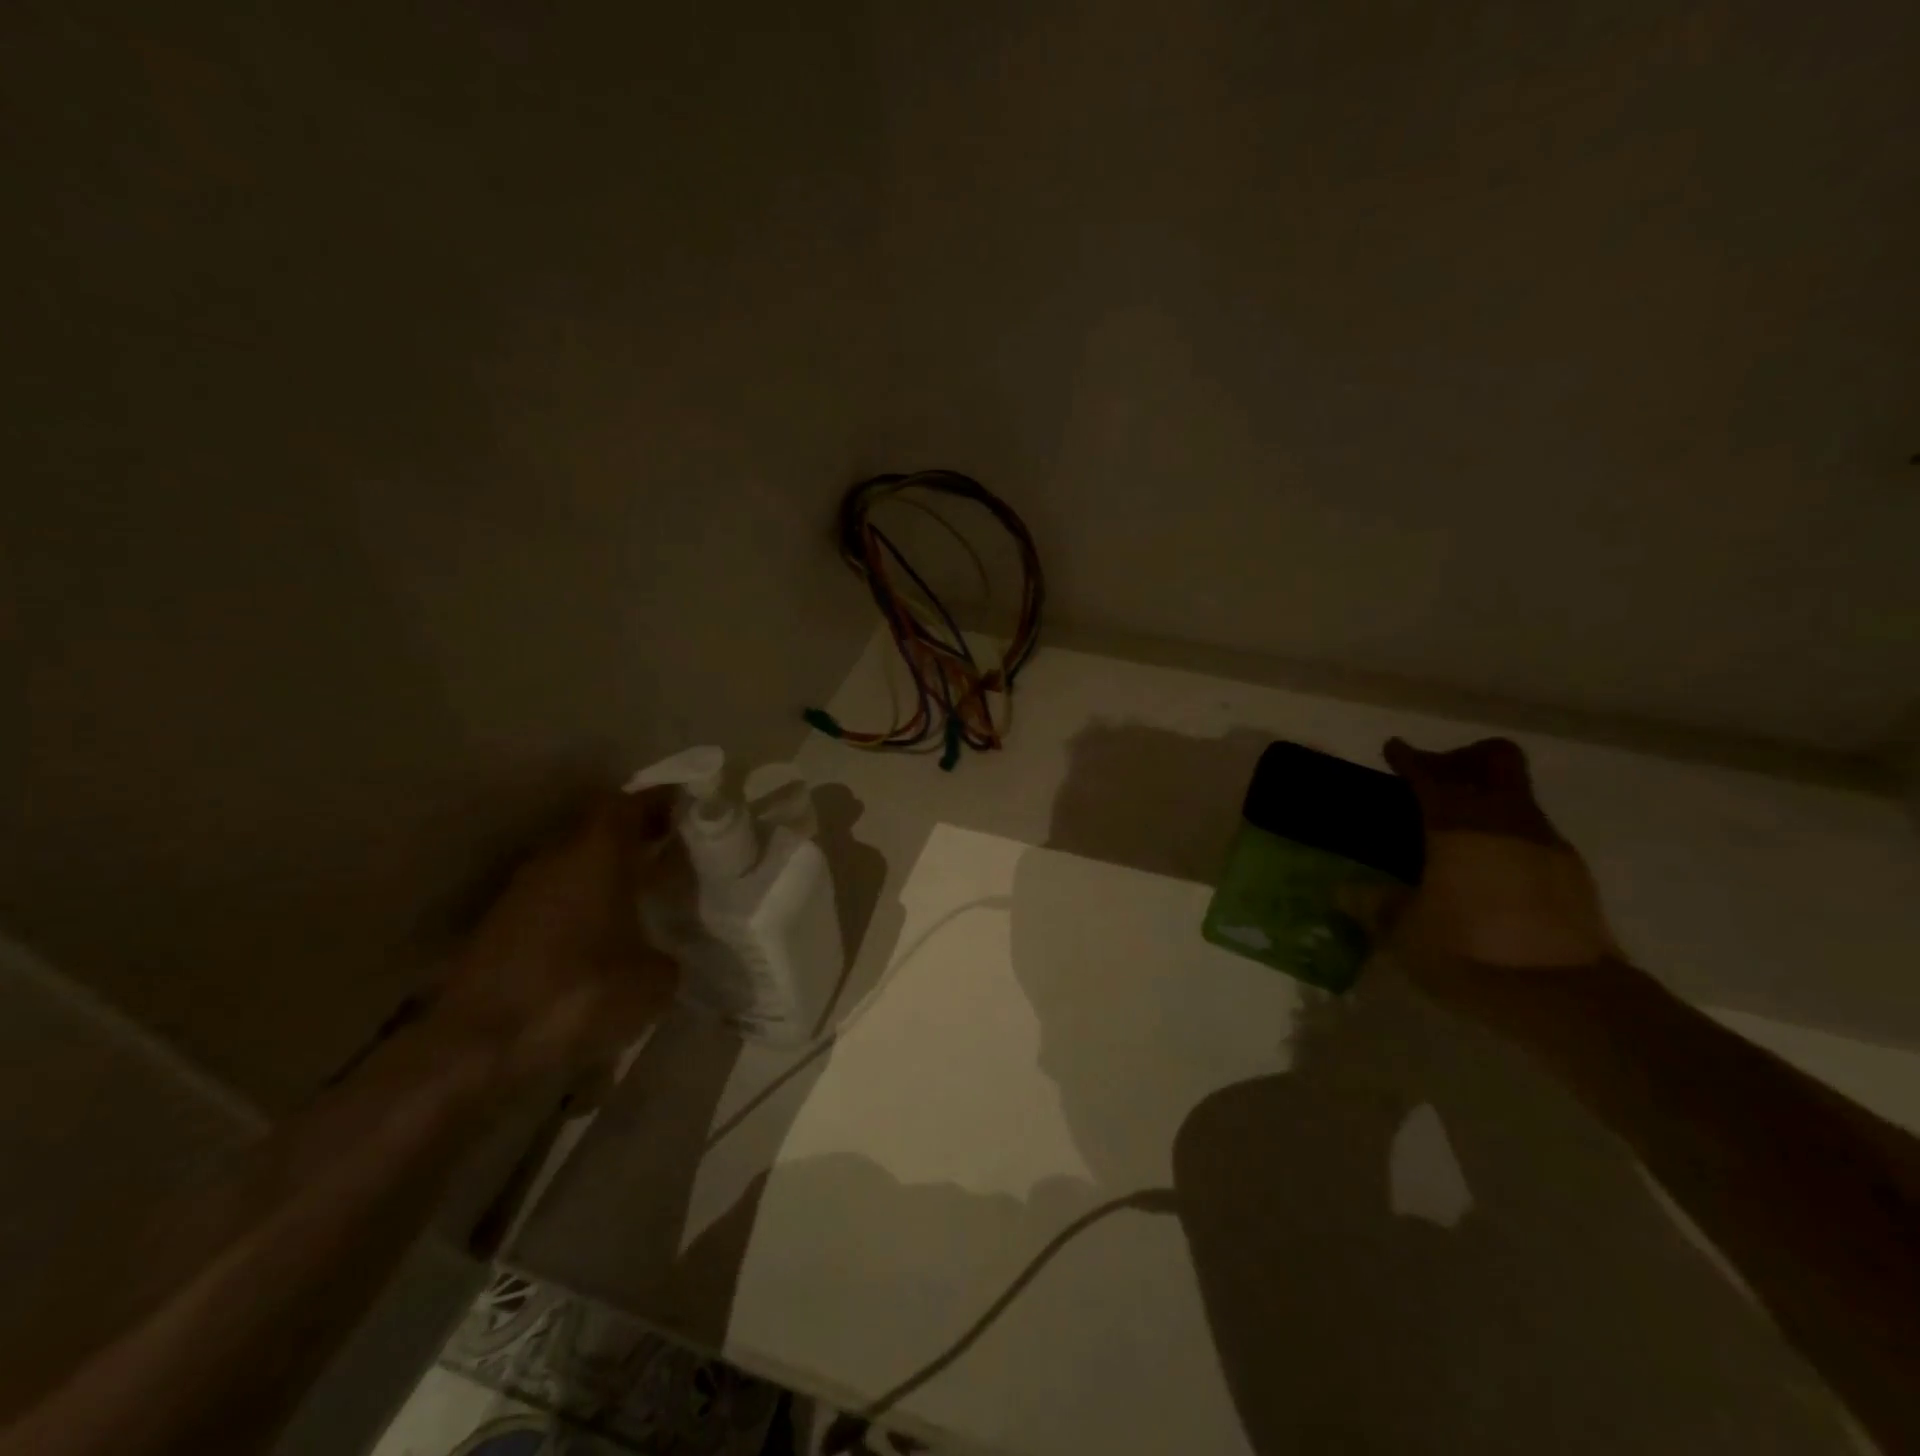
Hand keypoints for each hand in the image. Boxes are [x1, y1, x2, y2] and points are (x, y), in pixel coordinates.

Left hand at [431, 791, 680, 1086]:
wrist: (476, 1047)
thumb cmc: (580, 994)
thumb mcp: (653, 981)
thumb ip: (669, 956)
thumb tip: (666, 958)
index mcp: (598, 853)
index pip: (631, 804)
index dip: (660, 802)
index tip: (689, 808)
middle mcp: (557, 858)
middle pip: (600, 829)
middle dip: (635, 836)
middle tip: (671, 850)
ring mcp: (521, 892)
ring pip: (573, 863)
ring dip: (604, 870)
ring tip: (639, 893)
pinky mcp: (498, 928)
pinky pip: (553, 897)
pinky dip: (580, 903)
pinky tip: (600, 934)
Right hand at [1380, 737, 1619, 1019]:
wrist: (1568, 999)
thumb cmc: (1470, 952)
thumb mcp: (1405, 933)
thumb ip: (1376, 905)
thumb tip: (1345, 892)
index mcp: (1458, 824)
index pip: (1430, 773)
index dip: (1408, 757)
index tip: (1394, 750)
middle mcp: (1507, 820)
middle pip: (1495, 760)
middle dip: (1462, 760)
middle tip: (1434, 779)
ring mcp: (1547, 844)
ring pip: (1517, 795)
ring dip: (1487, 798)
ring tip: (1456, 831)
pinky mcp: (1573, 875)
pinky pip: (1533, 833)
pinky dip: (1507, 834)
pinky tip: (1487, 868)